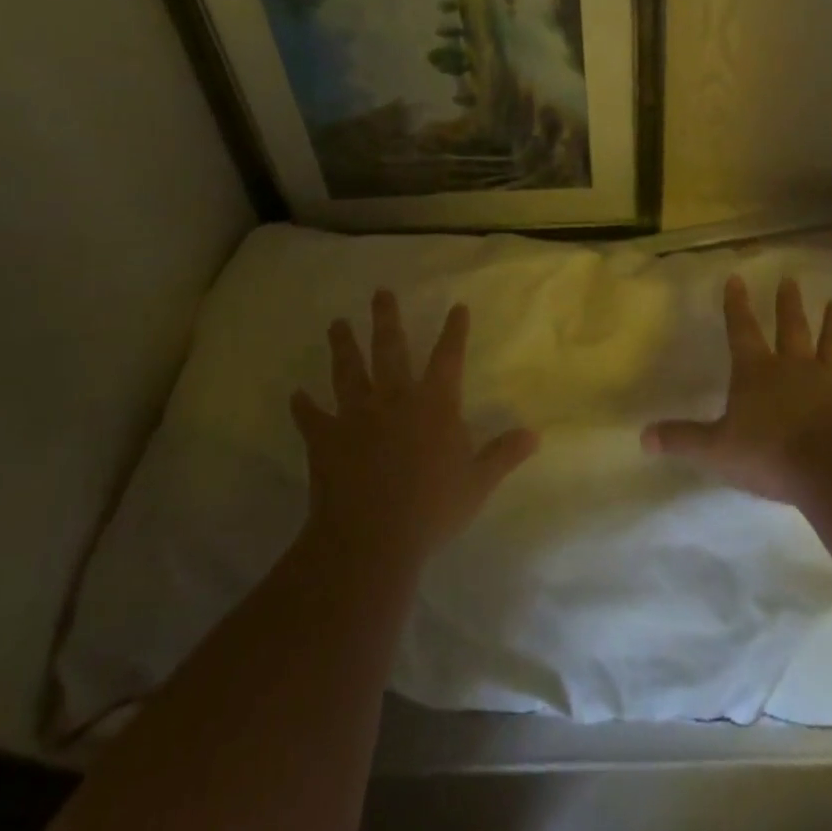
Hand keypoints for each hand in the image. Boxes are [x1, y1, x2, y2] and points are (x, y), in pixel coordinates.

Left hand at [291, 289, 538, 560]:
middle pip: (390, 349)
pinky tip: (296, 395)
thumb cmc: (432, 509)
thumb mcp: (478, 483)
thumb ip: (504, 454)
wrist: (371, 539)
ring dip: (343, 346)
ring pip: (348, 371)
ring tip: (337, 324)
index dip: (454, 331)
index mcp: (434, 405)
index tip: (457, 306)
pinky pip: (312, 418)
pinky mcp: (326, 439)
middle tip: (380, 292)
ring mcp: (356, 416)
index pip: (448, 358)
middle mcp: (394, 399)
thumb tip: (534, 434)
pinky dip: (304, 407)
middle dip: (386, 319)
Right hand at [642, 275, 831, 502]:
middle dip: (788, 304)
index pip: (741, 330)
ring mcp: (829, 382)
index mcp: (756, 372)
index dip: (737, 304)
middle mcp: (793, 367)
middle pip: (790, 328)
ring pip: (830, 344)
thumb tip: (643, 436)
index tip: (736, 278)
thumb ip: (682, 439)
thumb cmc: (767, 454)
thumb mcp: (715, 449)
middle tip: (791, 279)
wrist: (829, 470)